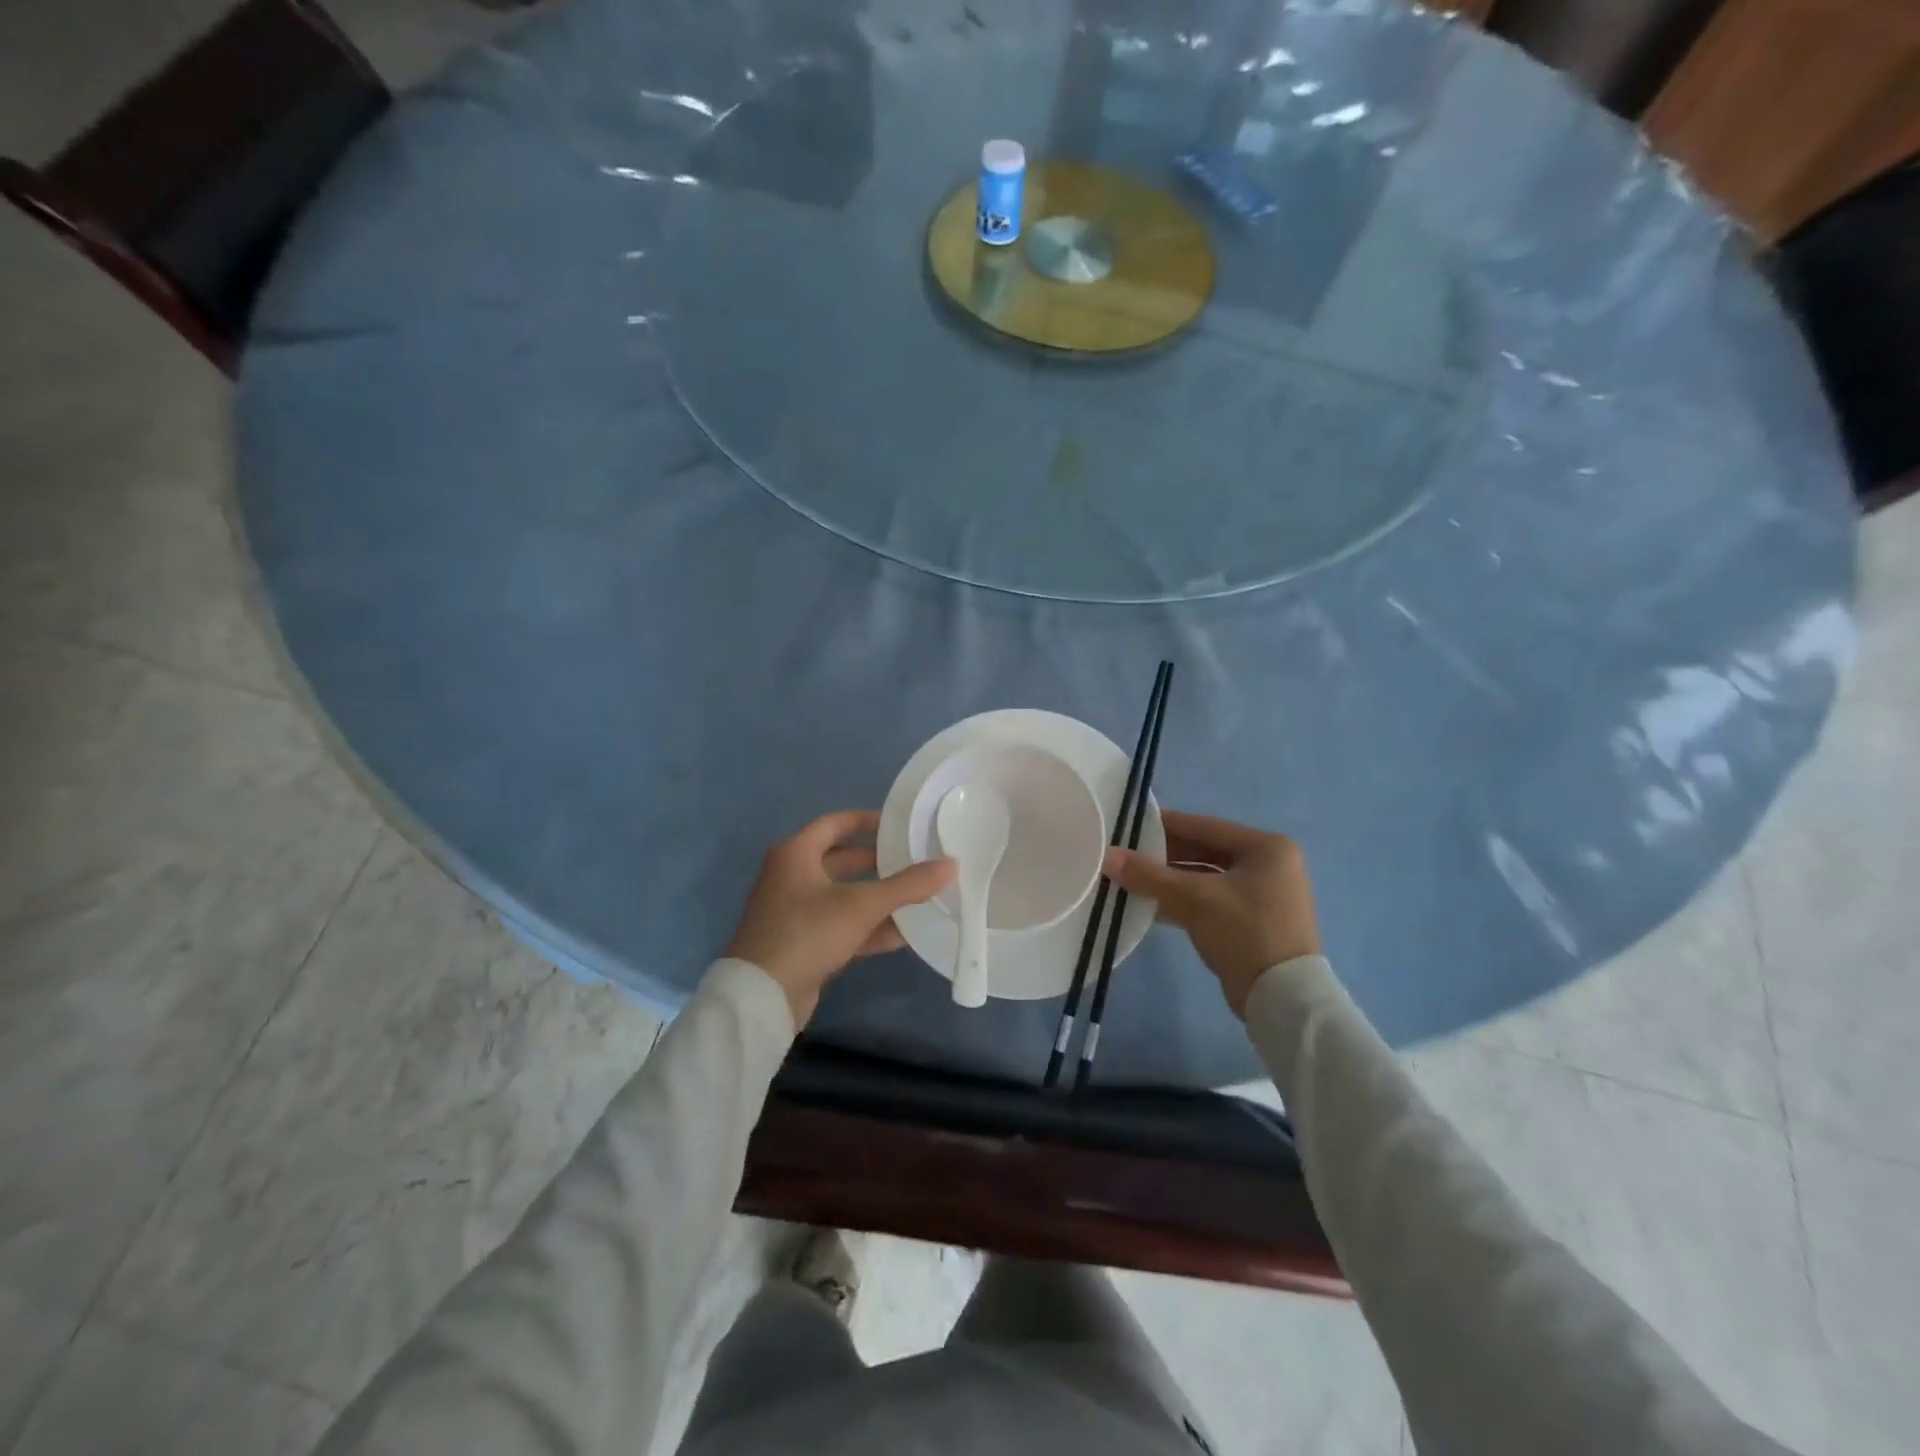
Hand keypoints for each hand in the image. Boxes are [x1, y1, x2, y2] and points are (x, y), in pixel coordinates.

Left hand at [725, 810, 955, 1028]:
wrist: (762, 997)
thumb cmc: (807, 932)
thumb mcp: (861, 904)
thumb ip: (907, 885)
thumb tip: (951, 865)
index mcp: (796, 854)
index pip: (837, 823)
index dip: (869, 821)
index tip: (902, 824)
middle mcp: (793, 877)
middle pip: (843, 860)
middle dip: (880, 862)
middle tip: (918, 860)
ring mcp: (797, 912)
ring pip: (846, 896)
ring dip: (879, 898)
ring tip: (920, 896)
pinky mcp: (804, 943)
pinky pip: (843, 926)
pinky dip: (870, 928)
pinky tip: (905, 934)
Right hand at [1103, 811, 1319, 1017]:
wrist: (1283, 1001)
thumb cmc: (1245, 933)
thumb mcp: (1195, 899)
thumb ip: (1149, 875)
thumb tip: (1107, 856)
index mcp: (1267, 848)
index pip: (1205, 826)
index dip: (1165, 825)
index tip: (1129, 824)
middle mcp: (1269, 865)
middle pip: (1204, 852)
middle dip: (1164, 856)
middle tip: (1125, 854)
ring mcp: (1262, 895)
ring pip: (1205, 878)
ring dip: (1169, 881)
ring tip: (1130, 879)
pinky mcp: (1252, 922)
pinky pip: (1210, 900)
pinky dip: (1183, 901)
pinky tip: (1149, 905)